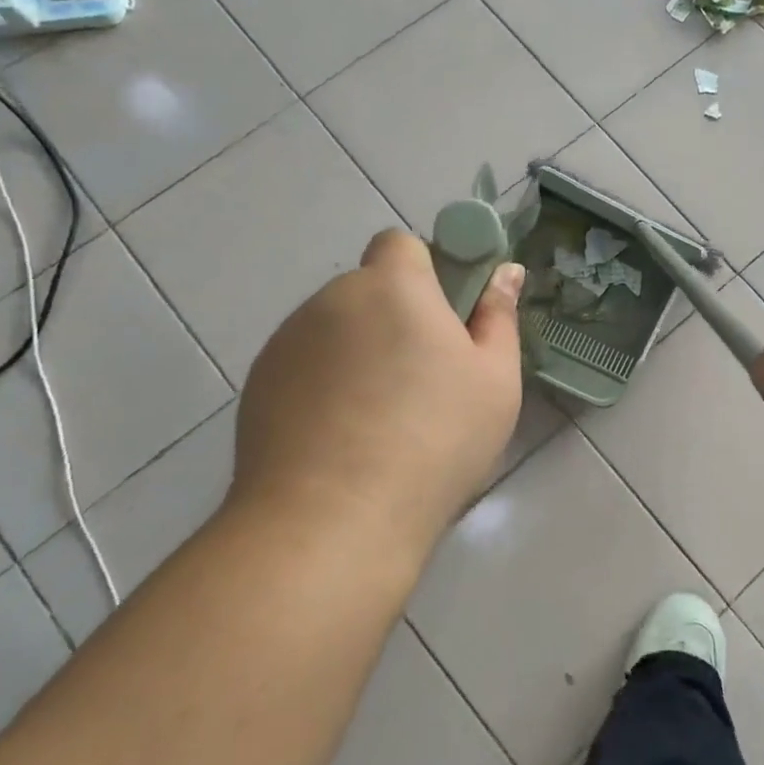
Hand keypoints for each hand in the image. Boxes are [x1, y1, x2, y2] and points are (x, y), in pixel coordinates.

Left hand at [231, 229, 524, 550]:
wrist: (332, 520)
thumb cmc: (435, 439)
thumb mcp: (495, 380)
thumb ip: (498, 317)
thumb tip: (504, 273)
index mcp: (392, 286)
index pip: (401, 244)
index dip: (426, 271)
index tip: (447, 318)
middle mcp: (332, 300)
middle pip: (369, 291)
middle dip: (396, 318)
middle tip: (425, 379)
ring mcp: (287, 343)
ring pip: (336, 331)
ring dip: (360, 353)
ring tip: (381, 421)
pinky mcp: (258, 387)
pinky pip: (306, 368)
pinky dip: (326, 387)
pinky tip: (342, 440)